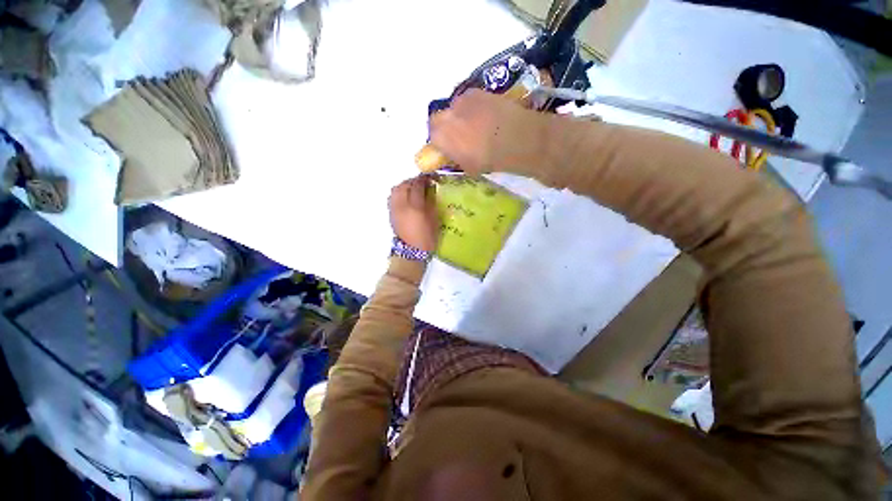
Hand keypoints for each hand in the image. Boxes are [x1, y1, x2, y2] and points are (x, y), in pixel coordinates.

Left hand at [389, 175, 439, 251]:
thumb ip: (431, 202)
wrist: (412, 251)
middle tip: (421, 182)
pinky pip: (392, 197)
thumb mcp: (434, 219)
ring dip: (404, 185)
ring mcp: (394, 209)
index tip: (429, 178)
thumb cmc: (427, 237)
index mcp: (415, 207)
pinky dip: (399, 193)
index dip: (423, 180)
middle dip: (413, 181)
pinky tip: (405, 196)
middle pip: (404, 185)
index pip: (417, 186)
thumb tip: (430, 189)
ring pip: (396, 190)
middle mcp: (402, 205)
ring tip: (412, 188)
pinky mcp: (391, 214)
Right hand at [429, 89, 543, 174]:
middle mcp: (446, 115)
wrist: (515, 138)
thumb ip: (455, 158)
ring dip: (461, 116)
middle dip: (446, 127)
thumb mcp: (467, 167)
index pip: (431, 136)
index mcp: (441, 136)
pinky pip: (469, 100)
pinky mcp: (477, 91)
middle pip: (439, 119)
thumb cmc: (488, 159)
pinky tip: (487, 116)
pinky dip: (474, 108)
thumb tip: (454, 154)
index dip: (440, 142)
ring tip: (477, 125)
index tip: (448, 148)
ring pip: (454, 109)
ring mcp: (461, 100)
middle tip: (461, 137)